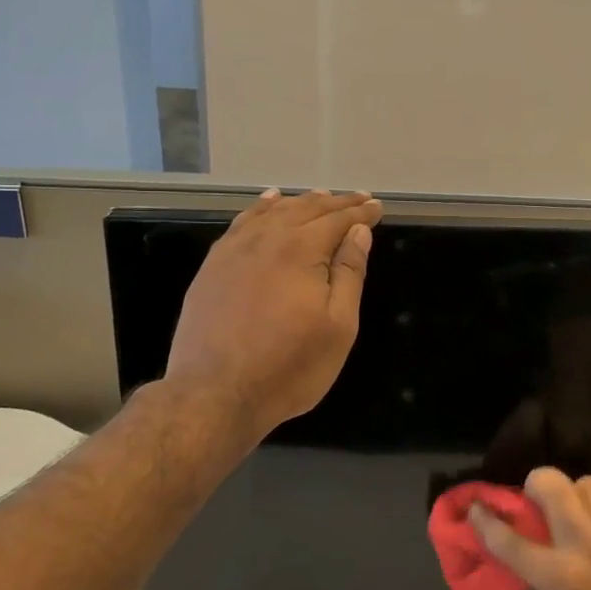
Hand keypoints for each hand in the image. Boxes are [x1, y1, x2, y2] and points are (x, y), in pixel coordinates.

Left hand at [166, 188, 381, 443]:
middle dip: (336, 204)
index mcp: (301, 250)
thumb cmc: (289, 366)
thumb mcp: (338, 326)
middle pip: (306, 210)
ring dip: (301, 202)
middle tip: (359, 199)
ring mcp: (234, 250)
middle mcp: (267, 239)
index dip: (360, 213)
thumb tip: (359, 232)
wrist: (215, 393)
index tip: (377, 207)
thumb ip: (348, 273)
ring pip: (273, 213)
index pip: (338, 220)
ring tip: (321, 196)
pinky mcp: (213, 266)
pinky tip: (268, 203)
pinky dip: (260, 209)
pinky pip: (242, 224)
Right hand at [471, 467, 590, 589]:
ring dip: (576, 497)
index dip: (485, 521)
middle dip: (534, 487)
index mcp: (561, 577)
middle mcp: (589, 545)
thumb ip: (542, 588)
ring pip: (590, 484)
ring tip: (578, 518)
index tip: (476, 507)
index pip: (510, 539)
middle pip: (551, 484)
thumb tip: (537, 559)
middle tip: (535, 505)